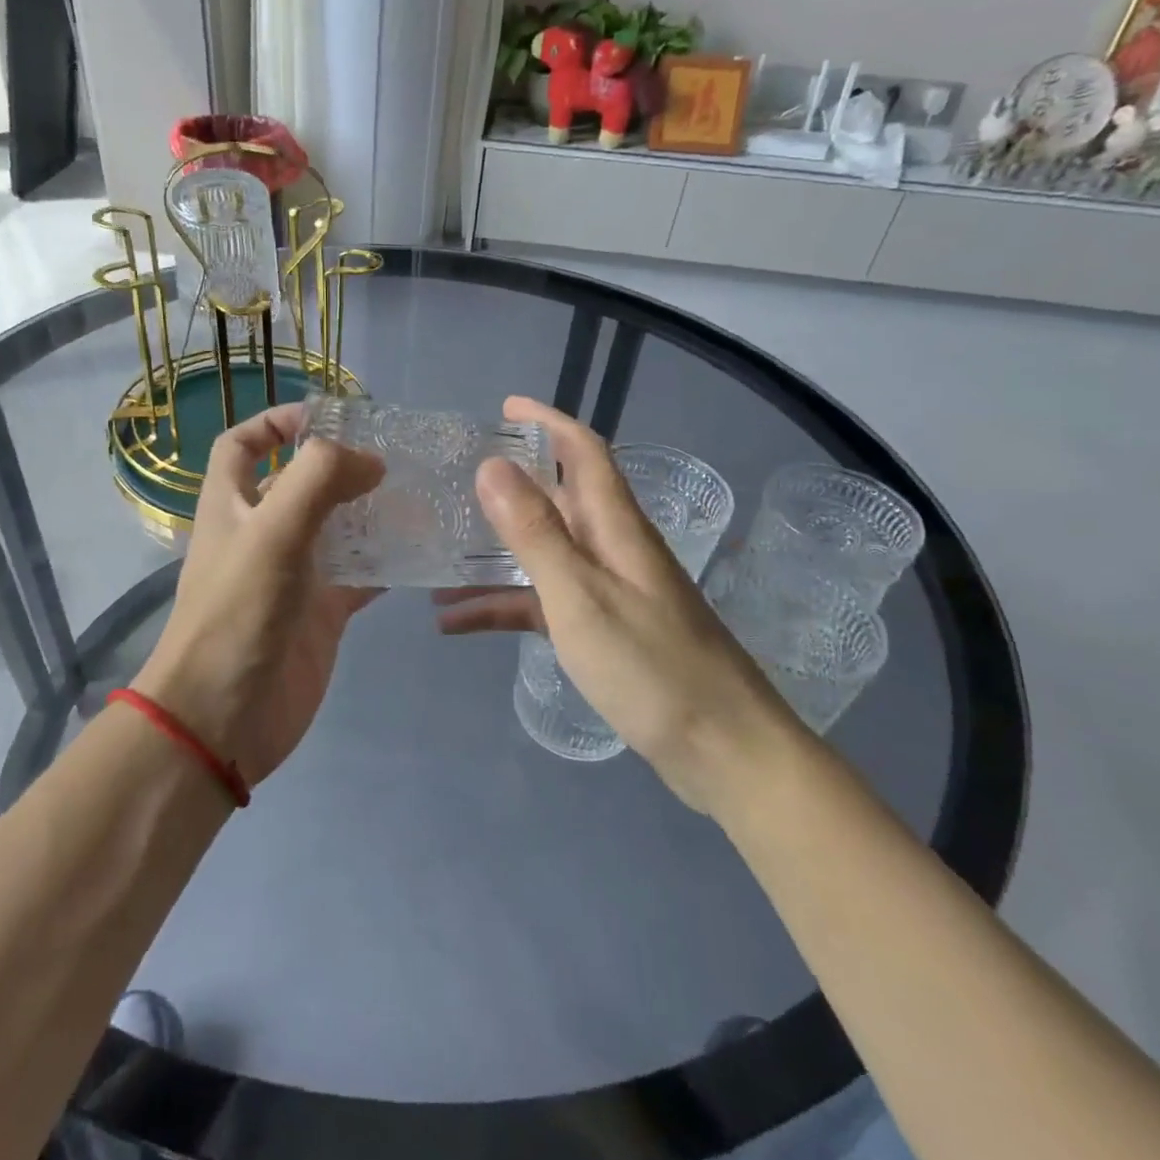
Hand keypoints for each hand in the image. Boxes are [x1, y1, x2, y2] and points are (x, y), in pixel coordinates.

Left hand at [131, 403, 383, 788]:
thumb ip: (320, 479)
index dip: (276, 421)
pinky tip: (421, 551)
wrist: (225, 717)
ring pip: (337, 528)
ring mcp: (294, 574)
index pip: (243, 445)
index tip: (329, 417)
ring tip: (420, 494)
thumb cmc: (239, 612)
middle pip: (299, 483)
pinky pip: (358, 575)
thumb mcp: (273, 530)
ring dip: (370, 511)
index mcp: (232, 504)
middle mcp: (261, 533)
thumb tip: (370, 460)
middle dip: (340, 465)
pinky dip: (385, 561)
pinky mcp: (320, 613)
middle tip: (395, 454)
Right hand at [434, 397, 797, 814]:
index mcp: (615, 527)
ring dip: (493, 553)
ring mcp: (608, 591)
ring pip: (542, 554)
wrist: (722, 752)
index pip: (584, 452)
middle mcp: (613, 549)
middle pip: (558, 499)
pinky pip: (542, 604)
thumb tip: (492, 465)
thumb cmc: (651, 667)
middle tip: (454, 480)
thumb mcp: (580, 595)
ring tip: (437, 556)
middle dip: (509, 484)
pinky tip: (457, 622)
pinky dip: (503, 606)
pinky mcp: (602, 631)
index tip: (505, 407)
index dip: (548, 422)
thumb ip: (535, 532)